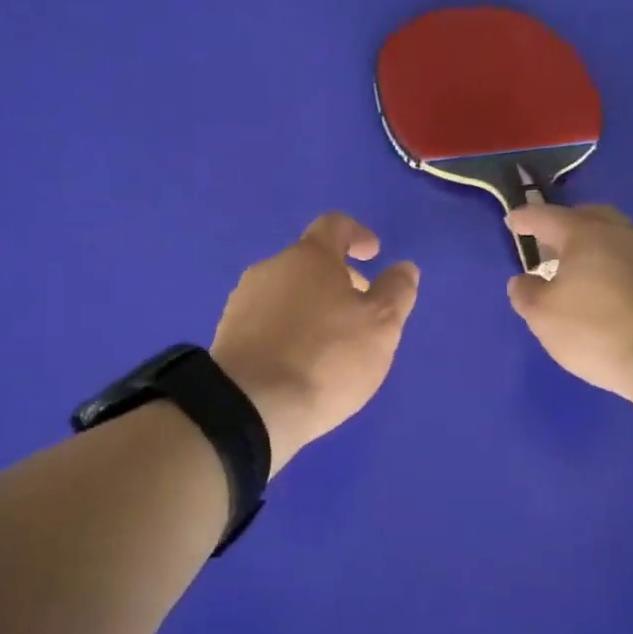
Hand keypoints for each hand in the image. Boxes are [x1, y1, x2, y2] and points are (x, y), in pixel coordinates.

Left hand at [211, 214, 419, 474]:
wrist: (250, 407)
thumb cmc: (326, 358)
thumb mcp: (380, 326)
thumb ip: (396, 292)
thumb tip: (404, 267)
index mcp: (309, 257)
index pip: (334, 226)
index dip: (357, 234)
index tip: (373, 253)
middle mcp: (270, 268)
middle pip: (309, 262)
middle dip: (339, 279)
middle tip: (361, 310)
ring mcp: (243, 301)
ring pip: (288, 293)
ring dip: (313, 307)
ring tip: (333, 344)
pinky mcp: (229, 335)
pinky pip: (268, 321)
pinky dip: (290, 330)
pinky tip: (301, 363)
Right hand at [505, 204, 632, 402]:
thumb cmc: (597, 330)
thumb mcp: (543, 316)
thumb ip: (526, 293)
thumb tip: (524, 280)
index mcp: (585, 233)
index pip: (547, 217)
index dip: (525, 219)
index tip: (513, 221)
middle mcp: (621, 232)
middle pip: (588, 217)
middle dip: (566, 225)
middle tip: (549, 243)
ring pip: (615, 236)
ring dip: (594, 245)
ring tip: (578, 267)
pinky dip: (615, 264)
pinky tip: (609, 286)